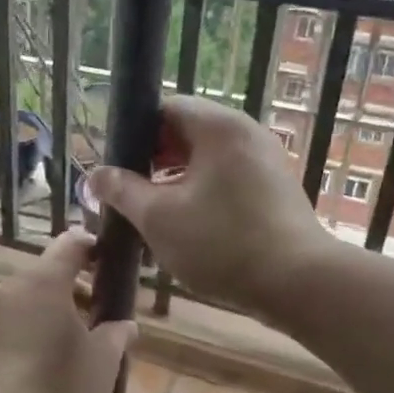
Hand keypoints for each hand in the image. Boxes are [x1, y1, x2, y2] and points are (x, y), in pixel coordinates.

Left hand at [0, 231, 137, 392]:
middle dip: (77, 288)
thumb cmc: (59, 383)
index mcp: (44, 281)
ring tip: (80, 343)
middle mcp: (12, 288)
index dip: (93, 246)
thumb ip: (117, 336)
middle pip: (48, 273)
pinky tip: (50, 364)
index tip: (110, 262)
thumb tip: (126, 326)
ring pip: (30, 300)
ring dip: (55, 311)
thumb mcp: (103, 361)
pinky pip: (14, 324)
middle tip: (102, 314)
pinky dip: (35, 331)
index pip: (70, 243)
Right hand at [88, 96, 329, 316]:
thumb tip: (95, 175)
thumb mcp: (158, 217)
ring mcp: (265, 162)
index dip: (134, 133)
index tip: (117, 166)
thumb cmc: (222, 242)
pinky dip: (201, 194)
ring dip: (174, 181)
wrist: (299, 284)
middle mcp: (246, 134)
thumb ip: (122, 191)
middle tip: (127, 193)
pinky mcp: (274, 190)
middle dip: (152, 161)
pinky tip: (184, 227)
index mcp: (219, 127)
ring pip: (205, 160)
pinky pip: (226, 179)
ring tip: (151, 214)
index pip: (166, 108)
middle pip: (186, 133)